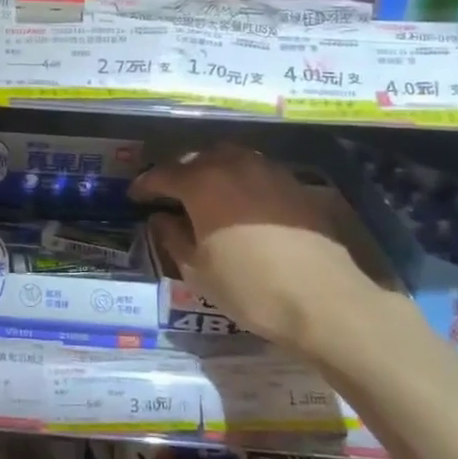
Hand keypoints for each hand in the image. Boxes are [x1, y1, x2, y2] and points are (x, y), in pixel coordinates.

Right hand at [130, 145, 387, 358]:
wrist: (323, 300)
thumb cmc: (249, 287)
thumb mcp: (196, 270)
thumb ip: (172, 237)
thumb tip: (160, 218)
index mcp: (201, 182)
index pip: (163, 175)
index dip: (145, 185)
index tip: (135, 196)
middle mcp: (233, 165)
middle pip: (197, 159)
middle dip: (179, 173)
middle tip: (169, 194)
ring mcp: (268, 170)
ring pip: (230, 159)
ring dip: (212, 171)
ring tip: (206, 193)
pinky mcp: (294, 184)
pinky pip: (256, 171)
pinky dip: (241, 180)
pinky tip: (242, 203)